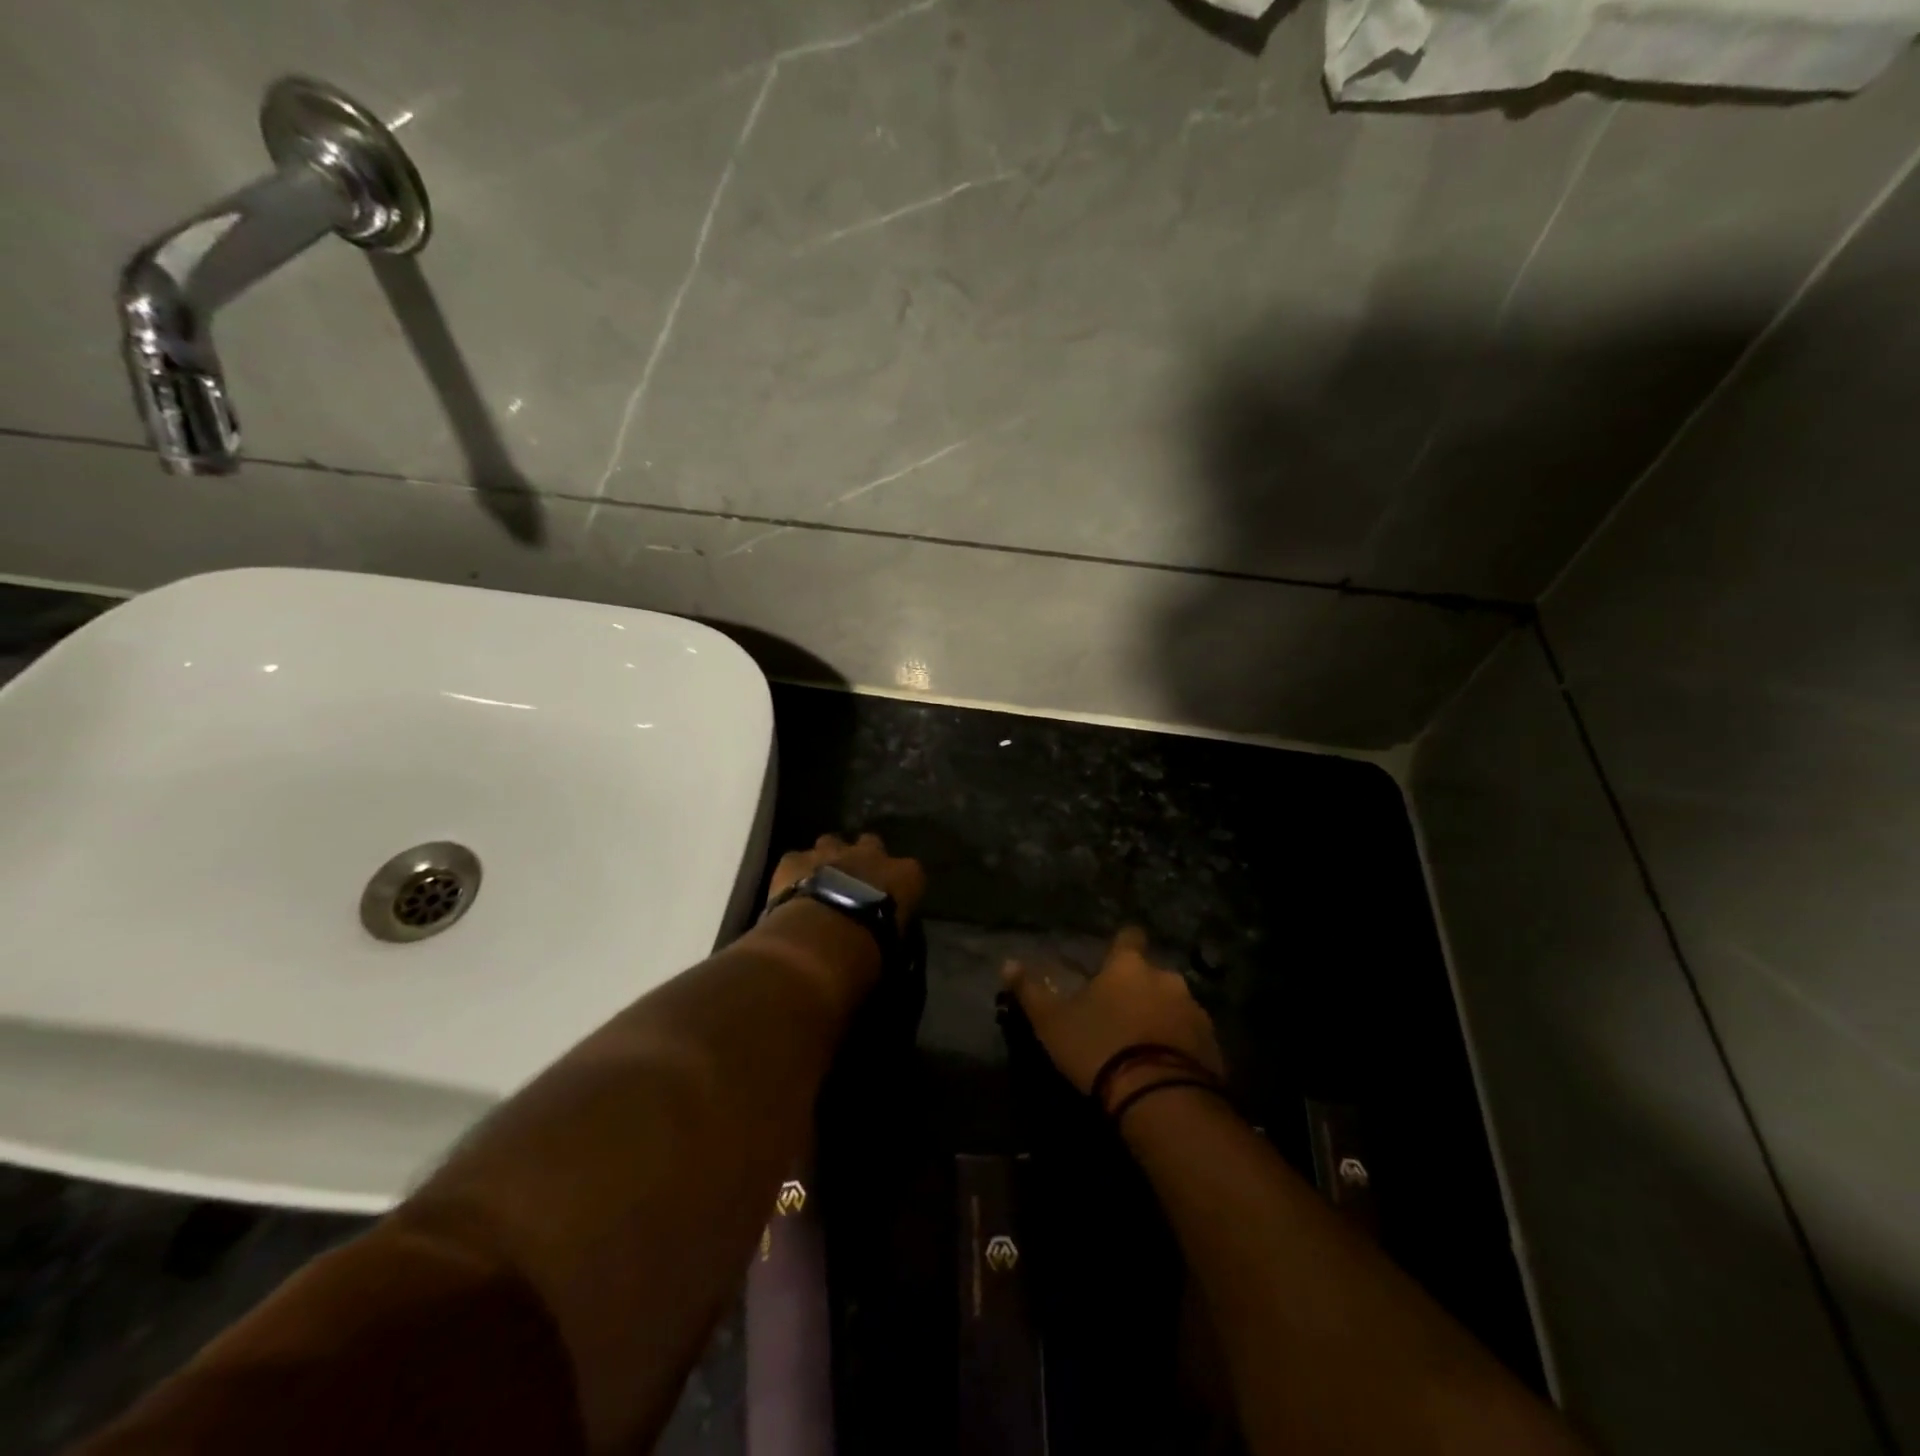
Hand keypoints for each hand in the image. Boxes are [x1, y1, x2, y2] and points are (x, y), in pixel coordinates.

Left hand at [767, 832, 925, 932]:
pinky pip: (796, 858)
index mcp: (905, 875)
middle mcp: (871, 853)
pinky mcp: (795, 859)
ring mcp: (831, 851)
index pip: (911, 872)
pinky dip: (795, 872)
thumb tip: (886, 937)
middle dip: (863, 858)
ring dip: (829, 858)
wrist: (821, 939)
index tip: (890, 901)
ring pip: (831, 842)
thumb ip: (892, 929)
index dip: (898, 885)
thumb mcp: (894, 946)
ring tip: (821, 882)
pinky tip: (791, 889)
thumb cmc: (869, 948)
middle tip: (854, 883)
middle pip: (870, 844)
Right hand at [1002, 928, 1224, 1098]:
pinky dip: (1180, 1047)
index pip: (1129, 937)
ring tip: (1144, 1047)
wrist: (1159, 1098)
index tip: (1111, 962)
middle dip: (1140, 989)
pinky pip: (1192, 1038)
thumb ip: (1031, 991)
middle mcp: (1167, 978)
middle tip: (1121, 1015)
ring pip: (1175, 1006)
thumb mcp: (1052, 1022)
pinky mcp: (1213, 1046)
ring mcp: (1195, 1011)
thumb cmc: (1099, 1048)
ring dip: (1162, 1018)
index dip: (1121, 946)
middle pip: (1152, 975)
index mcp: (1129, 966)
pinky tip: (1164, 1069)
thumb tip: (1007, 962)